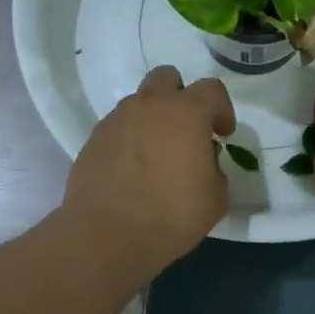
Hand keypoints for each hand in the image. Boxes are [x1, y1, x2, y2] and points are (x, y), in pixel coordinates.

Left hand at [65, 66, 235, 275]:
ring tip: (155, 155)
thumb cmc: (172, 214)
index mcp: (186, 112)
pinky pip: (117, 129)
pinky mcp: (92, 141)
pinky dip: (128, 140)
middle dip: (180, 97)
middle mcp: (149, 106)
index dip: (222, 109)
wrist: (108, 235)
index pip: (212, 89)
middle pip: (166, 78)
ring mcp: (115, 120)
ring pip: (138, 103)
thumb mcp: (215, 198)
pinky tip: (131, 171)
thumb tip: (203, 164)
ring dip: (151, 119)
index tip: (222, 134)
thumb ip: (214, 170)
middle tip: (186, 130)